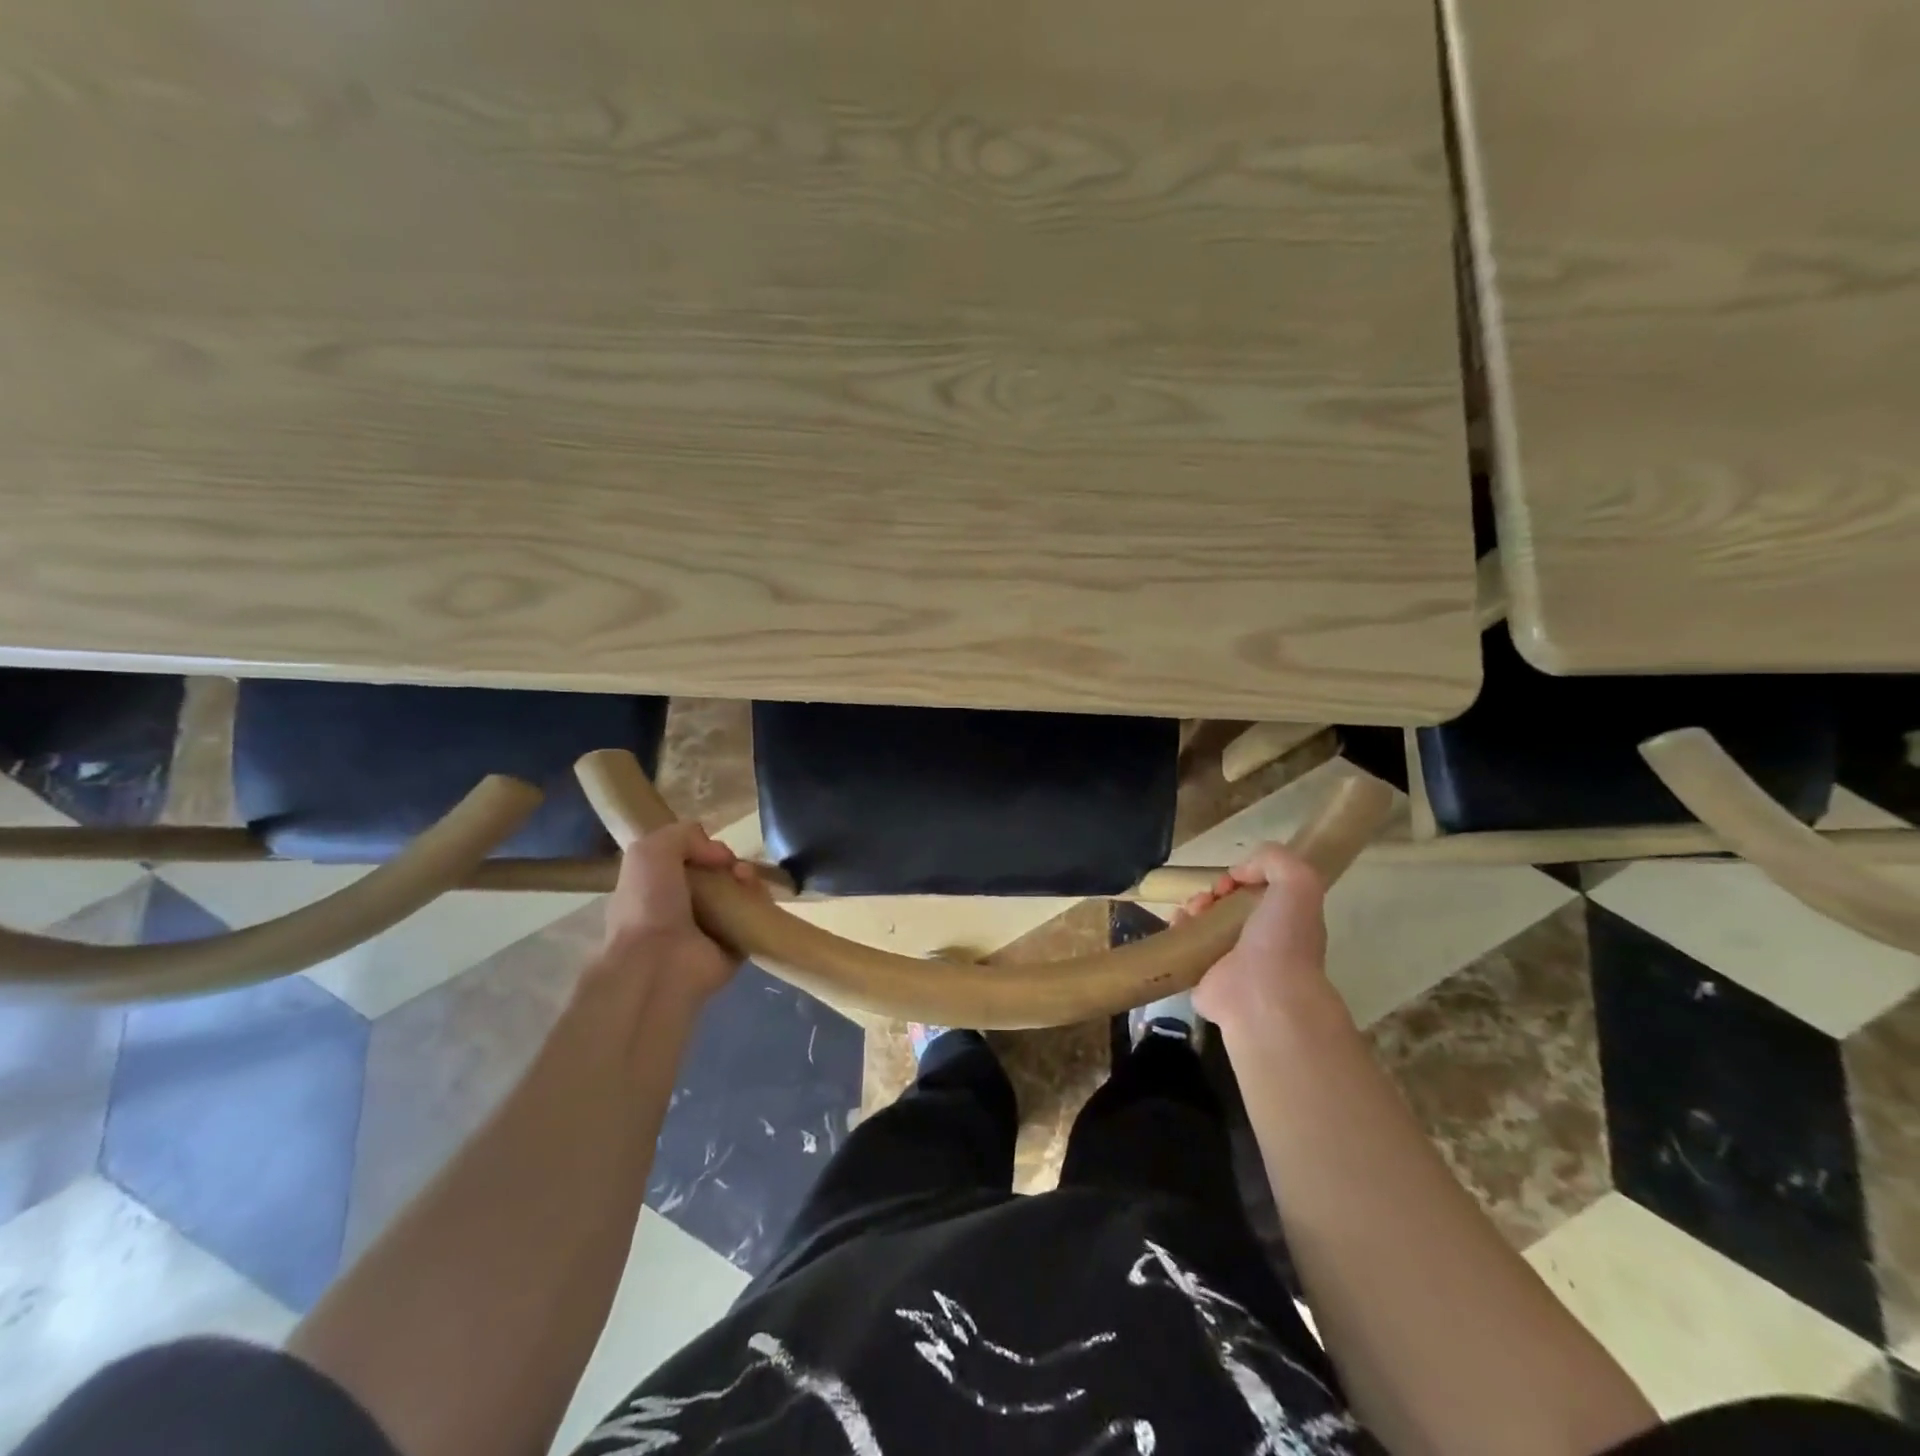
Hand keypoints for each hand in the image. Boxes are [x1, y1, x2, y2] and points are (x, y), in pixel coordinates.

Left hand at [595, 822, 759, 1004]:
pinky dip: (761, 903)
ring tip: (745, 878)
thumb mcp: (649, 851)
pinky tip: (756, 895)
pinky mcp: (736, 948)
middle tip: (733, 866)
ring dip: (748, 879)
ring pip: (740, 895)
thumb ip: (682, 834)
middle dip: (730, 863)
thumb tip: (719, 854)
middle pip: (718, 876)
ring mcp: (710, 930)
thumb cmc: (647, 905)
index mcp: (656, 890)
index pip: (688, 862)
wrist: (657, 962)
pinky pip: (756, 918)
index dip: (704, 849)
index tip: (712, 848)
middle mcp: (683, 909)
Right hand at [1181, 842, 1341, 1033]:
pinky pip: (1185, 945)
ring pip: (1205, 922)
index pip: (1259, 891)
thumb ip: (1275, 861)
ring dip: (1193, 907)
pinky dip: (1177, 930)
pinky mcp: (1203, 976)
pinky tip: (1177, 924)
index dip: (1243, 876)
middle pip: (1229, 904)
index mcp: (1284, 921)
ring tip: (1191, 911)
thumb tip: (1239, 872)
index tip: (1232, 879)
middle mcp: (1259, 940)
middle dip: (1214, 892)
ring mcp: (1230, 960)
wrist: (1262, 996)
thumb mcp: (1298, 883)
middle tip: (1209, 898)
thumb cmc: (1283, 939)